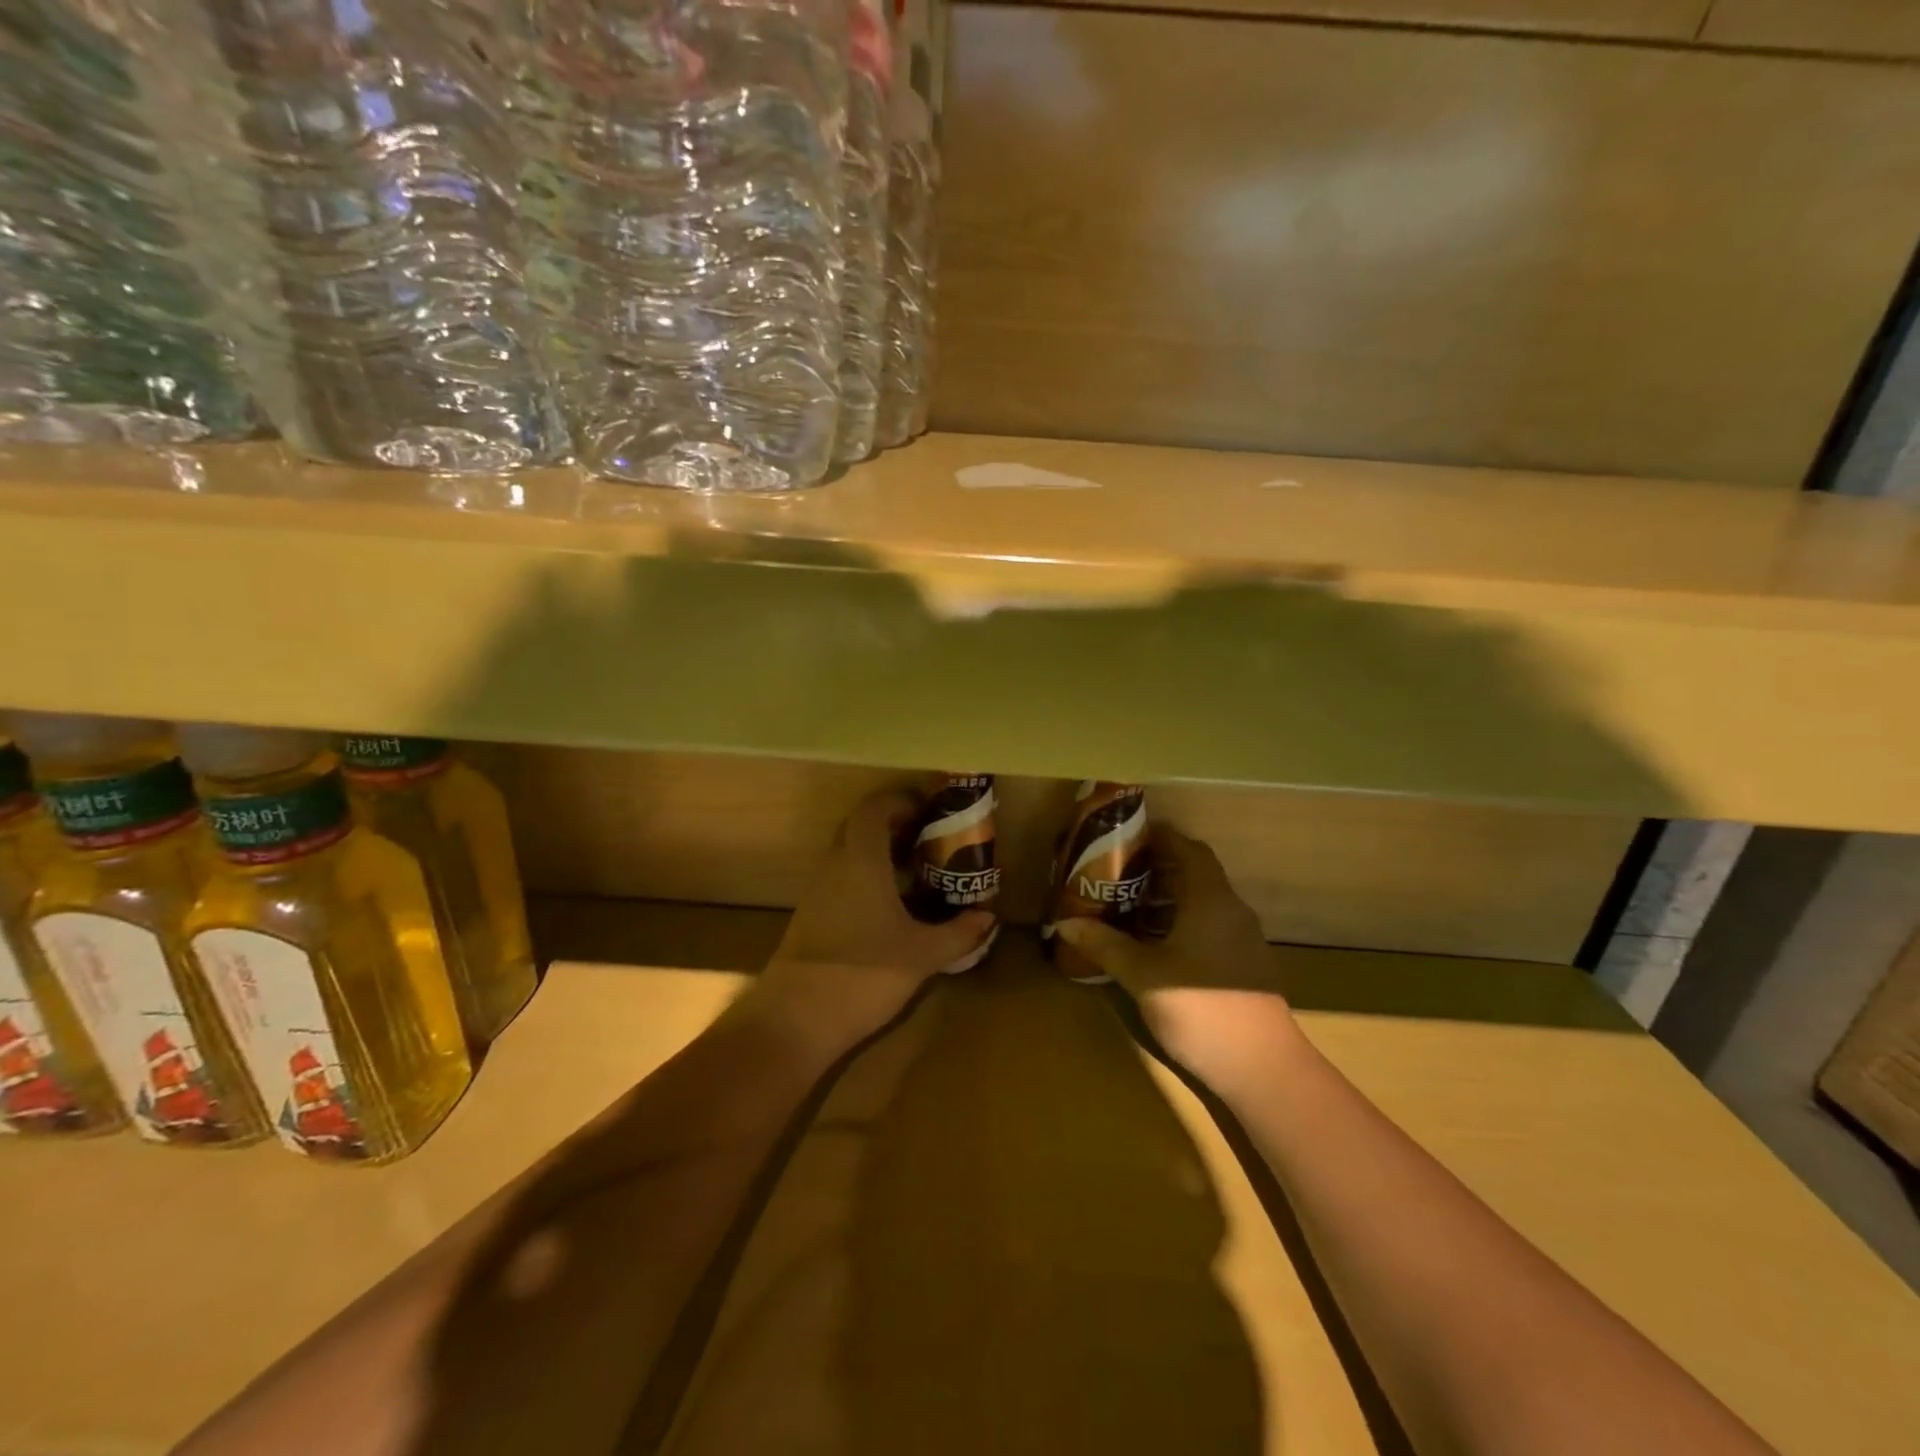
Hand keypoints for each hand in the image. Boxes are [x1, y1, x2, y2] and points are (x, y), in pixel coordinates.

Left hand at [756, 787, 996, 1057]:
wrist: (795, 1019)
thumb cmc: (863, 972)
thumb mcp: (923, 954)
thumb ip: (959, 933)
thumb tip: (988, 918)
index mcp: (860, 858)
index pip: (875, 808)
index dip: (901, 801)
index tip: (930, 810)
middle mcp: (835, 865)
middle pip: (860, 827)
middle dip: (894, 826)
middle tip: (929, 839)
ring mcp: (818, 891)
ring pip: (849, 854)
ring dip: (880, 853)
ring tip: (917, 871)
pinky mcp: (811, 916)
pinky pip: (842, 879)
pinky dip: (867, 878)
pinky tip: (891, 906)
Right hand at [1055, 825, 1293, 1086]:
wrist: (1264, 1070)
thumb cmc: (1201, 1010)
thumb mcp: (1144, 975)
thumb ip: (1106, 945)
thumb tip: (1065, 923)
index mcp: (1210, 900)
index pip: (1188, 849)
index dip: (1159, 837)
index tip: (1124, 835)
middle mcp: (1231, 910)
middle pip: (1194, 872)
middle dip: (1155, 867)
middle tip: (1114, 869)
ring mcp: (1241, 938)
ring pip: (1201, 901)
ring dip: (1166, 896)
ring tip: (1126, 902)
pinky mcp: (1243, 963)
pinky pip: (1208, 924)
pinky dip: (1180, 920)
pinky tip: (1153, 942)